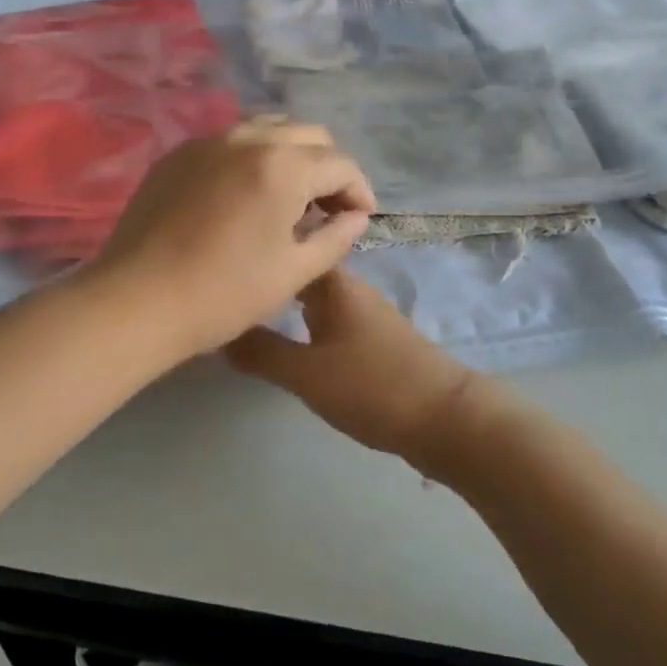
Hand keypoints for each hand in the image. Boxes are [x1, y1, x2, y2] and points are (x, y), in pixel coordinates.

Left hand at [87, 119, 374, 360]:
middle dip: (327, 166)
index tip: (359, 218)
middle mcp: (249, 138)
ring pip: (268, 129)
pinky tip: (243, 195)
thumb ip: (335, 237)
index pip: (340, 164)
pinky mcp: (178, 154)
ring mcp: (208, 141)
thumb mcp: (294, 272)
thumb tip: (355, 217)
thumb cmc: (224, 293)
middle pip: (308, 135)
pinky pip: (229, 141)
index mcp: (283, 166)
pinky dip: (251, 158)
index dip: (359, 190)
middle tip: (325, 207)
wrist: (137, 300)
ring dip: (290, 155)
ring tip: (287, 196)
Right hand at [226, 269, 485, 463]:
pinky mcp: (375, 344)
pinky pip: (330, 322)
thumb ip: (261, 353)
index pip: (295, 246)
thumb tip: (219, 329)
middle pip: (304, 273)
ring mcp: (366, 317)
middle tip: (229, 285)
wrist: (447, 419)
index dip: (263, 247)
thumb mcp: (307, 373)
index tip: (225, 252)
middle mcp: (351, 292)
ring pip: (317, 299)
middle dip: (272, 276)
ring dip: (288, 302)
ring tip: (249, 311)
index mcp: (335, 285)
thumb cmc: (373, 386)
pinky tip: (291, 343)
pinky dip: (306, 325)